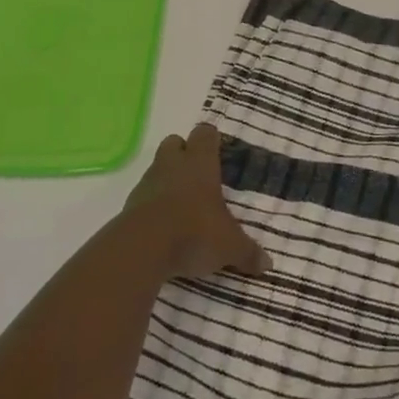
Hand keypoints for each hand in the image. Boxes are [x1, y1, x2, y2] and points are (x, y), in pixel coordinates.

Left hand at [123, 123, 271, 281]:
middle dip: (184, 153)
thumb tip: (268, 264)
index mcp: (200, 163)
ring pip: (157, 167)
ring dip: (167, 178)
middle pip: (174, 142)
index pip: (205, 134)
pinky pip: (144, 194)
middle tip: (198, 176)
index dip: (211, 139)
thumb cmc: (194, 232)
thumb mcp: (229, 246)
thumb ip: (248, 252)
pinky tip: (163, 224)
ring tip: (182, 204)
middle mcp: (173, 164)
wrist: (143, 248)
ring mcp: (148, 181)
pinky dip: (152, 203)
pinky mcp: (131, 203)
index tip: (218, 152)